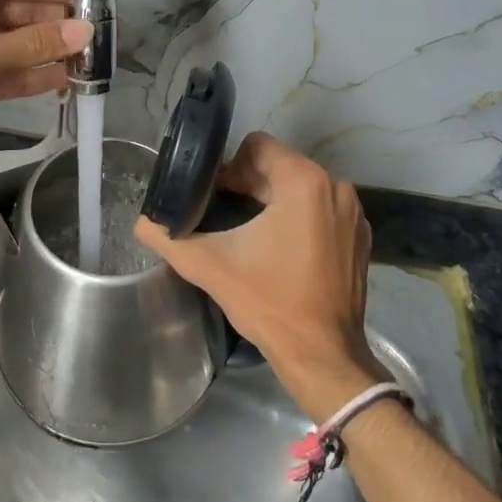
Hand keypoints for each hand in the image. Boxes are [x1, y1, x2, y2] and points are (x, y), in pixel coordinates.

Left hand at [0, 0, 90, 166]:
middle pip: (25, 12)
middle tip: (104, 44)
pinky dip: (31, 77)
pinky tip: (65, 83)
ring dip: (50, 54)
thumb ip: (33, 45)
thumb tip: (87, 32)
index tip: (105, 5)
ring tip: (93, 66)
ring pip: (18, 45)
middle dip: (60, 27)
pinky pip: (7, 72)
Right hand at [135, 132, 380, 421]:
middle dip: (248, 183)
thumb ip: (168, 238)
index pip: (257, 146)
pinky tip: (278, 248)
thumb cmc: (269, 302)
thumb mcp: (209, 266)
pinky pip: (321, 208)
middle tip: (223, 216)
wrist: (321, 355)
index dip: (229, 167)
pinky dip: (298, 218)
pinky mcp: (359, 236)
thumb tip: (142, 222)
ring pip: (300, 187)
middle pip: (278, 165)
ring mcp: (352, 213)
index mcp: (303, 182)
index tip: (214, 197)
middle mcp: (335, 187)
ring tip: (247, 231)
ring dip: (271, 200)